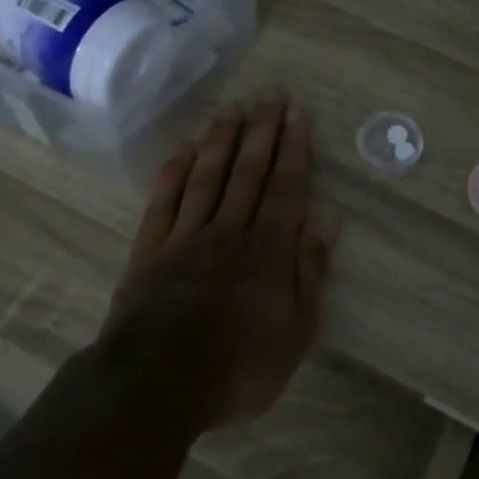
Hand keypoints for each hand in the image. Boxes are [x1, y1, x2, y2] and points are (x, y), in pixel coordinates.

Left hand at [98, 91, 337, 429]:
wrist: (156, 385)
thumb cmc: (238, 366)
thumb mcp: (295, 331)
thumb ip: (310, 270)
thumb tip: (327, 217)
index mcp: (267, 249)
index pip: (285, 186)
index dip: (293, 148)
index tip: (297, 114)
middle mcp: (229, 230)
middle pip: (247, 170)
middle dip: (261, 129)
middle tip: (269, 93)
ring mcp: (186, 236)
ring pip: (207, 175)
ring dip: (222, 139)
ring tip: (232, 107)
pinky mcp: (150, 249)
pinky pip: (164, 200)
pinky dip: (175, 171)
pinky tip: (184, 149)